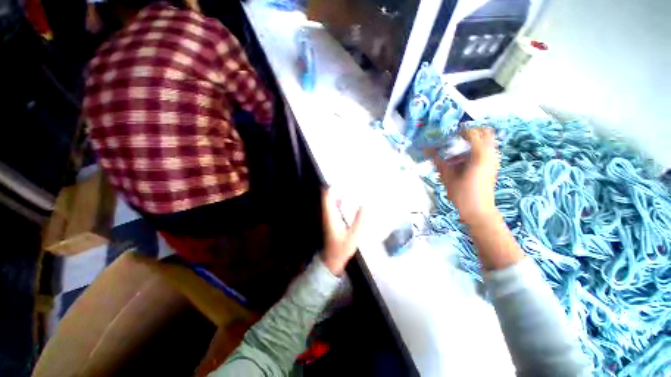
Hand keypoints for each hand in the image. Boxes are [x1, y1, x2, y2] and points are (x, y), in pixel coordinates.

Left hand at [321, 189, 363, 274]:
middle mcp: (327, 214)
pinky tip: (349, 200)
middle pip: (328, 196)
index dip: (334, 187)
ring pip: (330, 201)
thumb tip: (366, 205)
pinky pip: (333, 206)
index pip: (327, 196)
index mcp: (330, 215)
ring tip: (351, 188)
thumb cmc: (341, 249)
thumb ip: (360, 221)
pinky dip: (339, 200)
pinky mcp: (331, 221)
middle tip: (350, 182)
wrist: (332, 260)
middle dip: (337, 188)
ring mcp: (328, 217)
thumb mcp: (353, 236)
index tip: (344, 181)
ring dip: (338, 193)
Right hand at [433, 127, 499, 224]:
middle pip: (484, 132)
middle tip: (454, 141)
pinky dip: (473, 151)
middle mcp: (490, 154)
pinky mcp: (492, 166)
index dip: (459, 132)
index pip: (472, 132)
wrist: (479, 211)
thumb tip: (427, 150)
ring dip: (470, 143)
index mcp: (480, 155)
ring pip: (485, 142)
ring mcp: (493, 160)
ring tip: (455, 154)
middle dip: (469, 134)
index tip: (447, 137)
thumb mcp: (448, 177)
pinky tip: (461, 163)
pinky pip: (485, 151)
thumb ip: (438, 161)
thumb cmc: (463, 195)